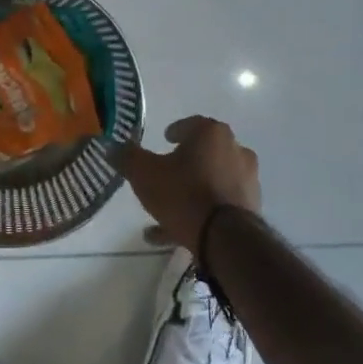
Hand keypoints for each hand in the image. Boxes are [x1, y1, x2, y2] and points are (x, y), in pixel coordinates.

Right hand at [119, 116, 260, 255]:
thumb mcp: (144, 174)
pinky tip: (175, 232)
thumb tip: (111, 146)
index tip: (164, 140)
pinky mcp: (252, 208)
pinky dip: (201, 212)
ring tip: (166, 211)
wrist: (224, 239)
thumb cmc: (183, 193)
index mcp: (212, 133)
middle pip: (204, 153)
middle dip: (185, 162)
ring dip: (192, 190)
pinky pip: (219, 205)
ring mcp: (247, 180)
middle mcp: (235, 150)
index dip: (175, 132)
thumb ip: (127, 157)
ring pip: (212, 181)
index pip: (191, 124)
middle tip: (166, 173)